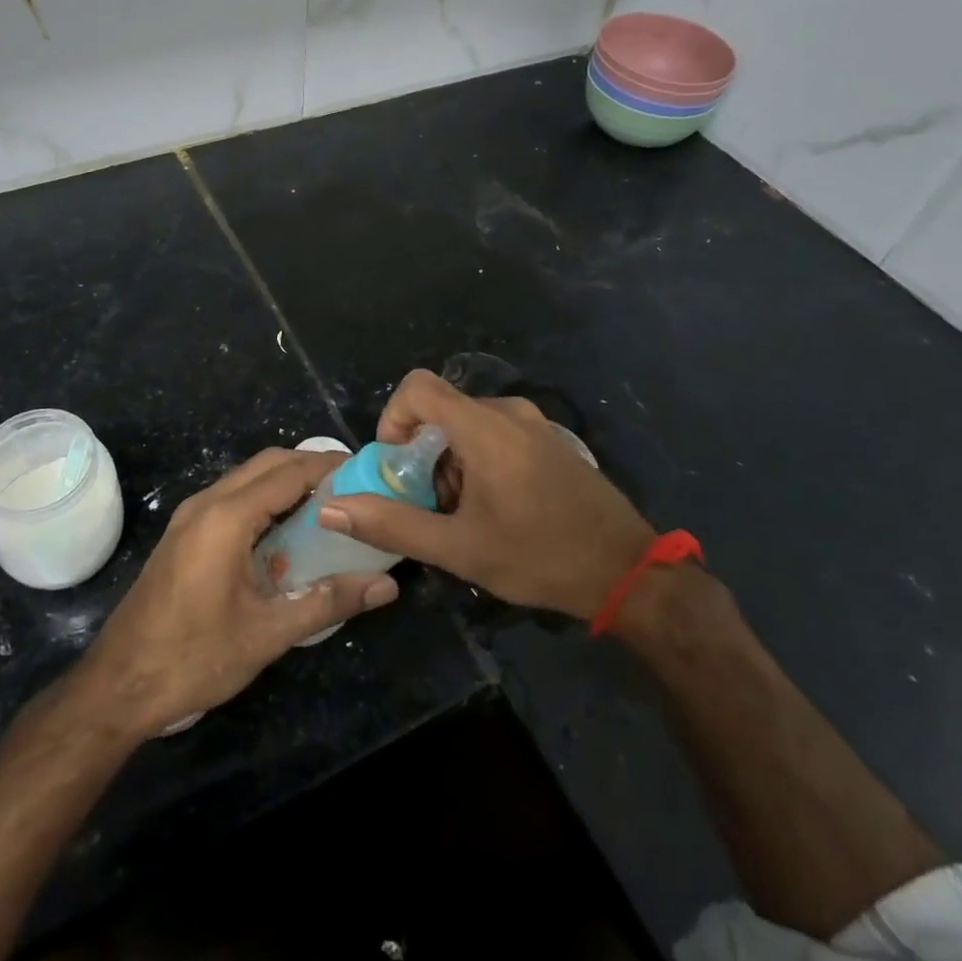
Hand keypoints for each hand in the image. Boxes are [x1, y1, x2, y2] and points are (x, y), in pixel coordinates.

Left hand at [75, 448, 399, 737]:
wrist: (118, 686)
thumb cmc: (193, 657)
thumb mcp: (267, 634)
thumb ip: (328, 602)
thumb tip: (387, 586)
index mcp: (226, 517)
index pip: (289, 472)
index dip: (330, 466)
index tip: (368, 472)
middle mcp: (207, 503)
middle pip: (268, 464)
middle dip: (311, 467)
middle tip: (353, 489)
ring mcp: (190, 516)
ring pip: (248, 477)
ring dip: (287, 481)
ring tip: (328, 506)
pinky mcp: (184, 533)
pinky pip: (233, 496)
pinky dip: (265, 498)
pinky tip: (286, 531)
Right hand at [317, 369, 654, 619]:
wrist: (630, 573)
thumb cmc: (540, 557)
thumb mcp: (459, 548)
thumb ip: (392, 523)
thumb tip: (332, 509)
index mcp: (485, 428)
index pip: (418, 387)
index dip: (394, 418)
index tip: (398, 465)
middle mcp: (508, 412)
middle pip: (441, 411)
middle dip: (423, 455)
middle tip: (431, 506)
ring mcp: (534, 424)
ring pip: (467, 425)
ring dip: (450, 463)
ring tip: (465, 516)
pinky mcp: (549, 440)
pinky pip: (495, 434)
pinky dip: (477, 462)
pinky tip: (495, 510)